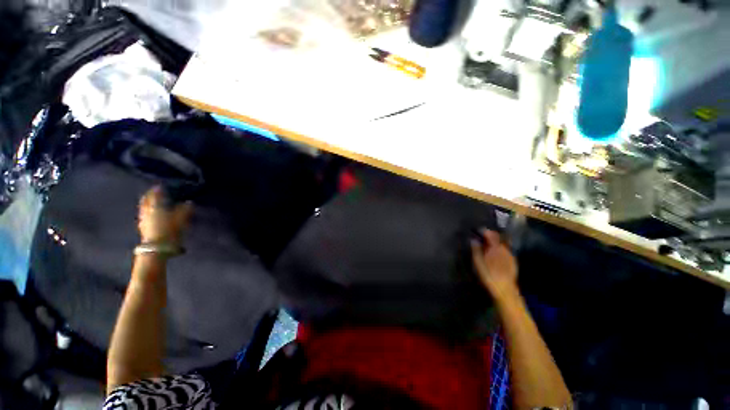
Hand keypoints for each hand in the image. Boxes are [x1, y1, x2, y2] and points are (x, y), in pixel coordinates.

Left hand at [138, 186, 192, 244]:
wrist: (157, 248)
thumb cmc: (169, 230)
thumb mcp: (181, 219)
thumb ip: (185, 209)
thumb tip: (189, 202)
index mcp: (156, 206)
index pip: (155, 194)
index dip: (158, 189)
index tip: (162, 186)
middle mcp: (147, 210)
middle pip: (146, 200)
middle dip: (150, 195)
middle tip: (154, 192)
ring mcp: (143, 219)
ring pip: (144, 207)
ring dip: (147, 203)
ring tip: (152, 202)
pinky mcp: (142, 227)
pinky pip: (144, 215)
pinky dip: (147, 211)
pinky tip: (151, 214)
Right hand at [471, 229, 518, 301]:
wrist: (504, 289)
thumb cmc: (488, 275)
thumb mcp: (478, 262)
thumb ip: (476, 249)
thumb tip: (473, 239)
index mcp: (495, 247)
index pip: (491, 234)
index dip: (484, 231)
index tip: (478, 231)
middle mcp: (504, 249)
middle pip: (498, 237)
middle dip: (491, 236)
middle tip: (483, 237)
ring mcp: (510, 255)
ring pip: (503, 244)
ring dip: (496, 242)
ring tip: (489, 245)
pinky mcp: (513, 261)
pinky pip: (506, 251)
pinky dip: (500, 249)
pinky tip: (496, 254)